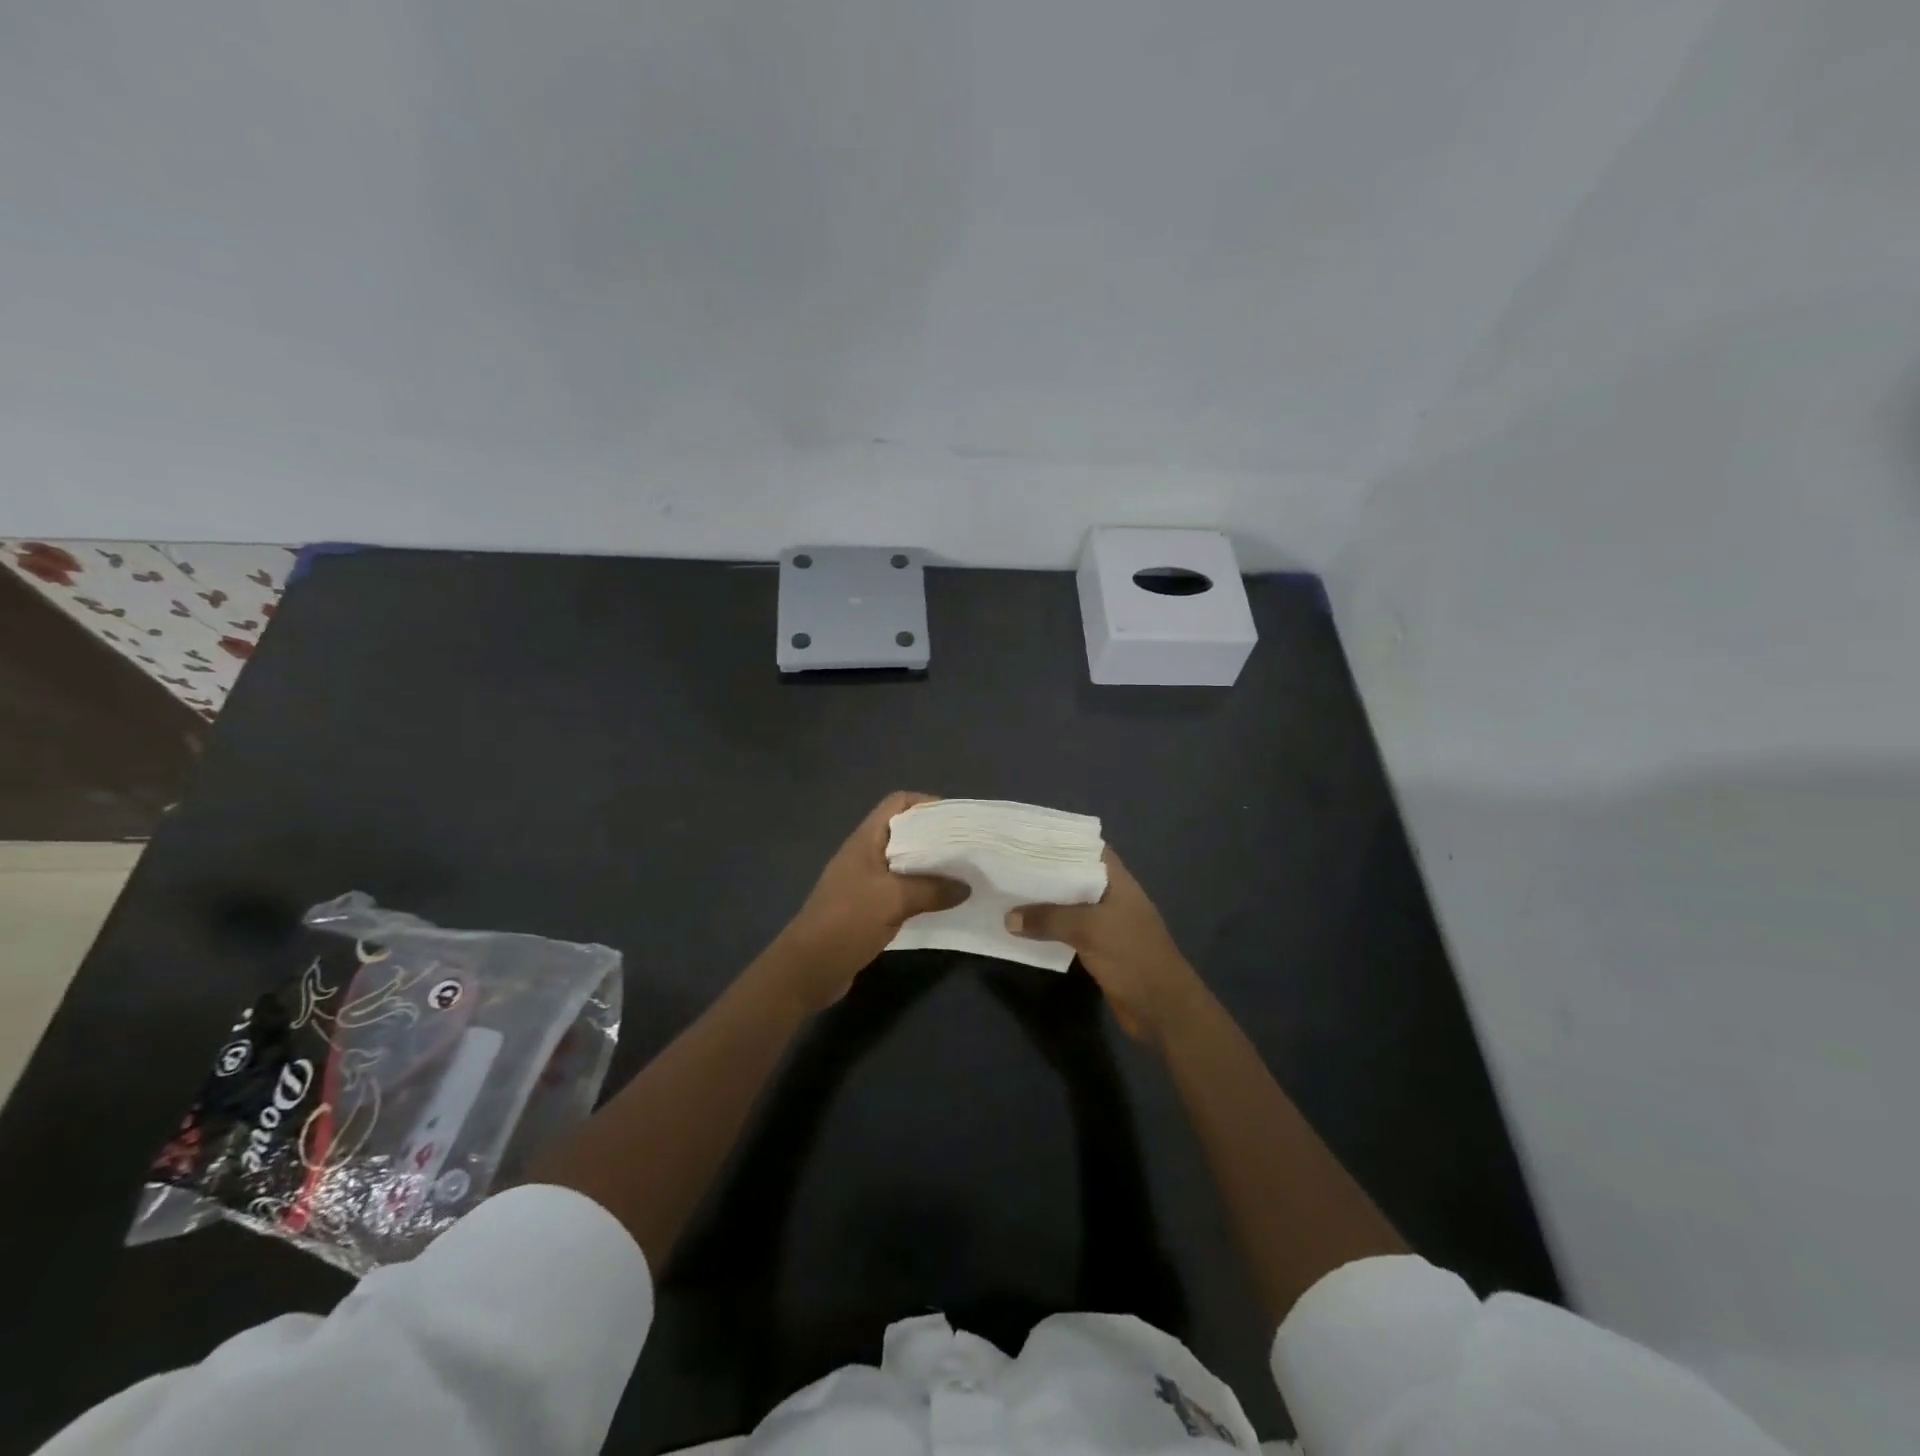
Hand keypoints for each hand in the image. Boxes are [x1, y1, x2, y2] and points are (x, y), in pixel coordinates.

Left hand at [769, 792, 969, 1010]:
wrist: (808, 968)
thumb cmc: (847, 921)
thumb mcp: (893, 900)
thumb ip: (932, 889)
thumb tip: (966, 886)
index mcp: (866, 840)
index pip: (897, 803)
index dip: (926, 803)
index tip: (956, 819)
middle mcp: (866, 855)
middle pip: (904, 834)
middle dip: (936, 838)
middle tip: (968, 849)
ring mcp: (865, 883)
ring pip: (904, 865)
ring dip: (931, 869)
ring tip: (963, 875)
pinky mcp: (867, 909)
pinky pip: (901, 892)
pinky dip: (921, 894)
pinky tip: (944, 904)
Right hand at [1006, 849, 1204, 1044]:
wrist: (1162, 1009)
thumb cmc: (1132, 956)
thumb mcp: (1088, 929)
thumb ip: (1049, 919)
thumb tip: (1008, 918)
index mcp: (1117, 881)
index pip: (1089, 849)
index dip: (1061, 841)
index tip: (1029, 838)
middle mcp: (1111, 897)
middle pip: (1075, 876)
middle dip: (1045, 871)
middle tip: (1009, 864)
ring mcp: (1106, 924)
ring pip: (1069, 905)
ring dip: (1044, 902)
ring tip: (1009, 891)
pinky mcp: (1099, 949)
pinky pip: (1068, 931)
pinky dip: (1049, 928)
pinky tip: (1024, 927)